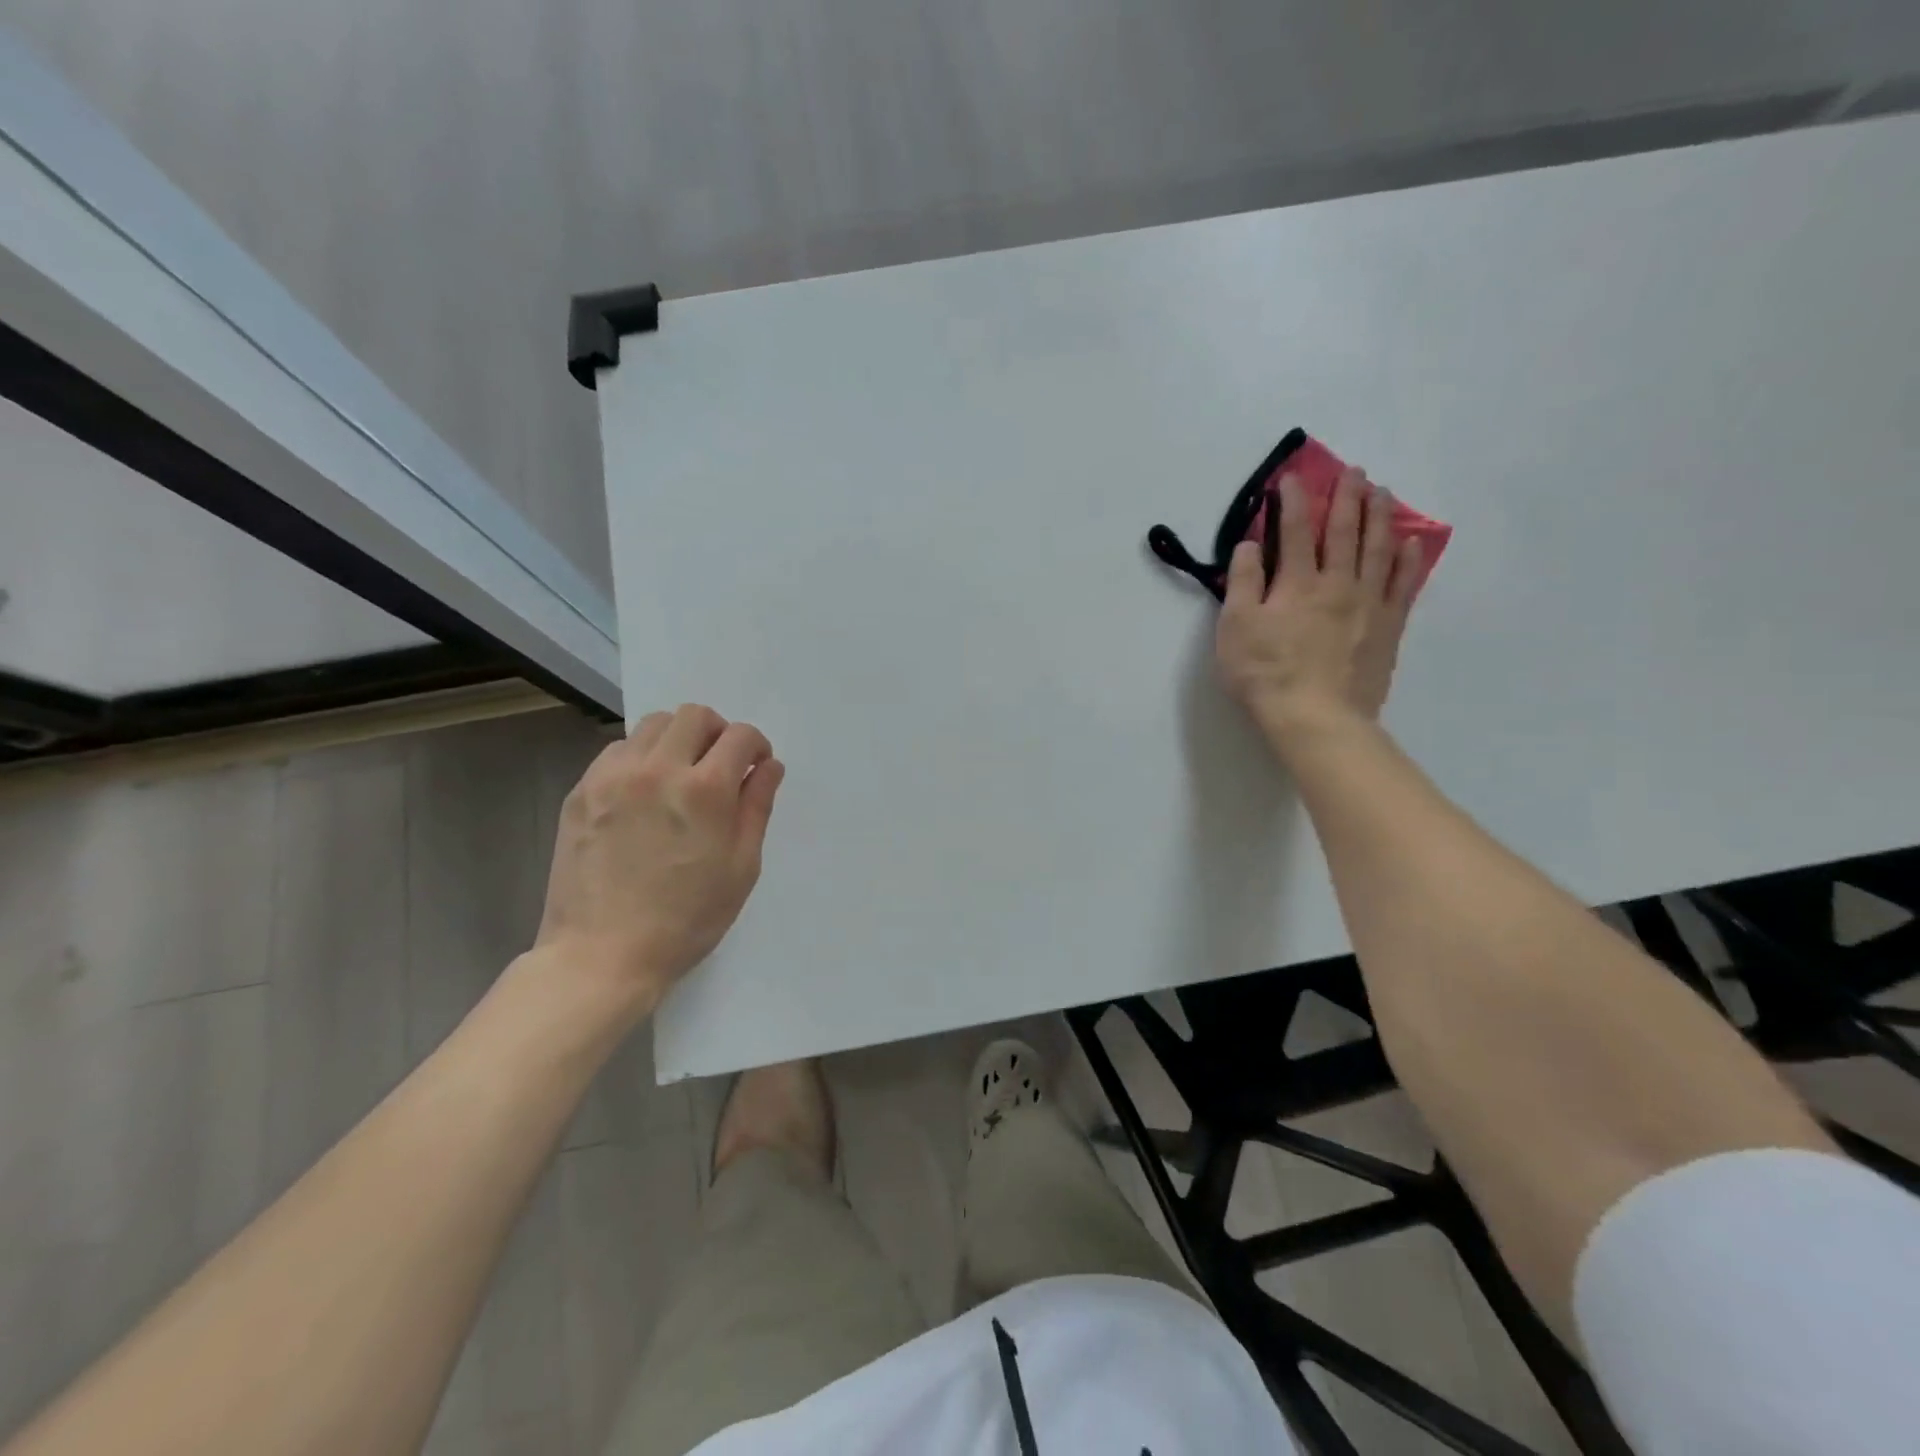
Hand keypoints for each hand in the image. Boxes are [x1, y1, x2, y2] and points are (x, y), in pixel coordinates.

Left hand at [534, 703, 784, 1002]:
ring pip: (653, 725)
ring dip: (677, 740)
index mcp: (705, 790)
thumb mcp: (741, 867)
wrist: (602, 954)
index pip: (740, 735)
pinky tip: (643, 793)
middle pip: (695, 716)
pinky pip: (618, 750)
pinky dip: (640, 757)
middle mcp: (658, 769)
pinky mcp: (582, 791)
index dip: (756, 746)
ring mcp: (613, 777)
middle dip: (717, 734)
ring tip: (679, 777)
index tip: (755, 768)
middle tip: (719, 768)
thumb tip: (768, 766)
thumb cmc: (687, 919)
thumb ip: (757, 806)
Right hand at [1216, 466, 1422, 743]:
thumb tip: (1249, 544)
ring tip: (1382, 492)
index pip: (1293, 531)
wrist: (1316, 716)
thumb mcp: (1235, 628)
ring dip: (1380, 517)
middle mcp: (1338, 583)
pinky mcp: (1388, 628)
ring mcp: (1369, 604)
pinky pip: (1403, 585)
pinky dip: (1407, 560)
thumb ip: (1242, 582)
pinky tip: (1411, 542)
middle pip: (1344, 532)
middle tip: (1353, 471)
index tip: (1292, 477)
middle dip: (1346, 498)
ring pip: (1378, 550)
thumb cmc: (1266, 673)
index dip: (1292, 501)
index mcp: (1297, 583)